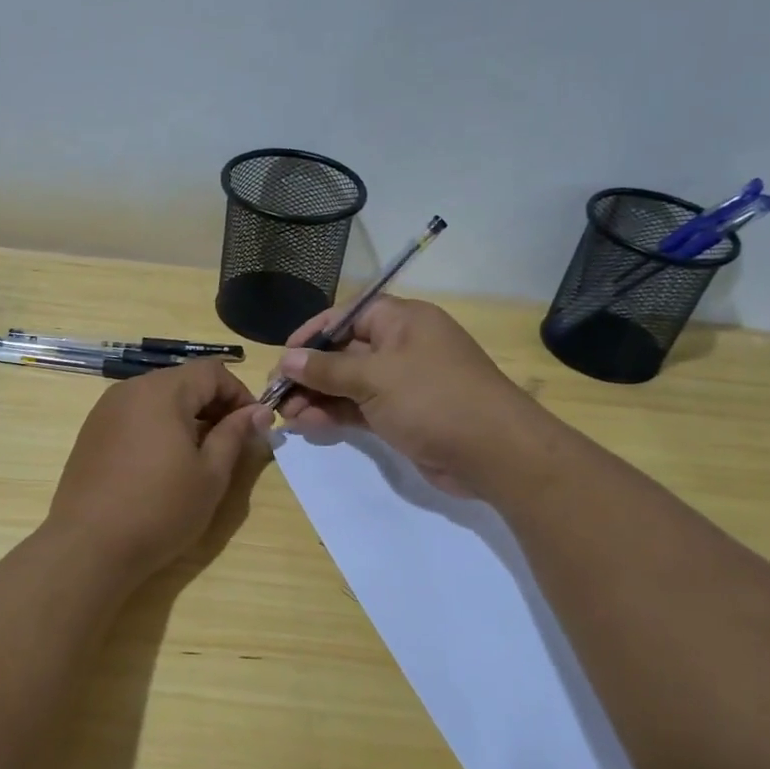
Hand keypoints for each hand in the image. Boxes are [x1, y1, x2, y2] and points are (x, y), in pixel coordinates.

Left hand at [47, 360, 270, 582]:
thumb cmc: (160, 509)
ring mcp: (105, 411)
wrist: (89, 547)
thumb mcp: (210, 475)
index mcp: (162, 391)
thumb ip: (235, 435)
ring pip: (158, 398)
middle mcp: (130, 390)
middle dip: (213, 405)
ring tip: (198, 456)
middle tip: (230, 443)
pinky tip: (162, 465)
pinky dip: (158, 428)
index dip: (240, 394)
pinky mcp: (91, 433)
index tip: (253, 426)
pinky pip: (135, 416)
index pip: (212, 371)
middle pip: (183, 381)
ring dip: (186, 417)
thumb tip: (258, 412)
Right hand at [273, 296, 543, 495]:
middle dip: (310, 372)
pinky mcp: (403, 416)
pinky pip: (360, 409)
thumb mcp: (375, 378)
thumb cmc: (433, 398)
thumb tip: (288, 358)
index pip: (347, 316)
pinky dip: (335, 414)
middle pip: (344, 352)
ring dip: (317, 397)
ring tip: (286, 416)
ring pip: (350, 384)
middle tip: (277, 395)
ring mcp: (403, 383)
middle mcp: (401, 346)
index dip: (312, 333)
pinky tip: (308, 424)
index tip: (283, 356)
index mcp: (402, 321)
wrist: (493, 452)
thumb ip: (328, 369)